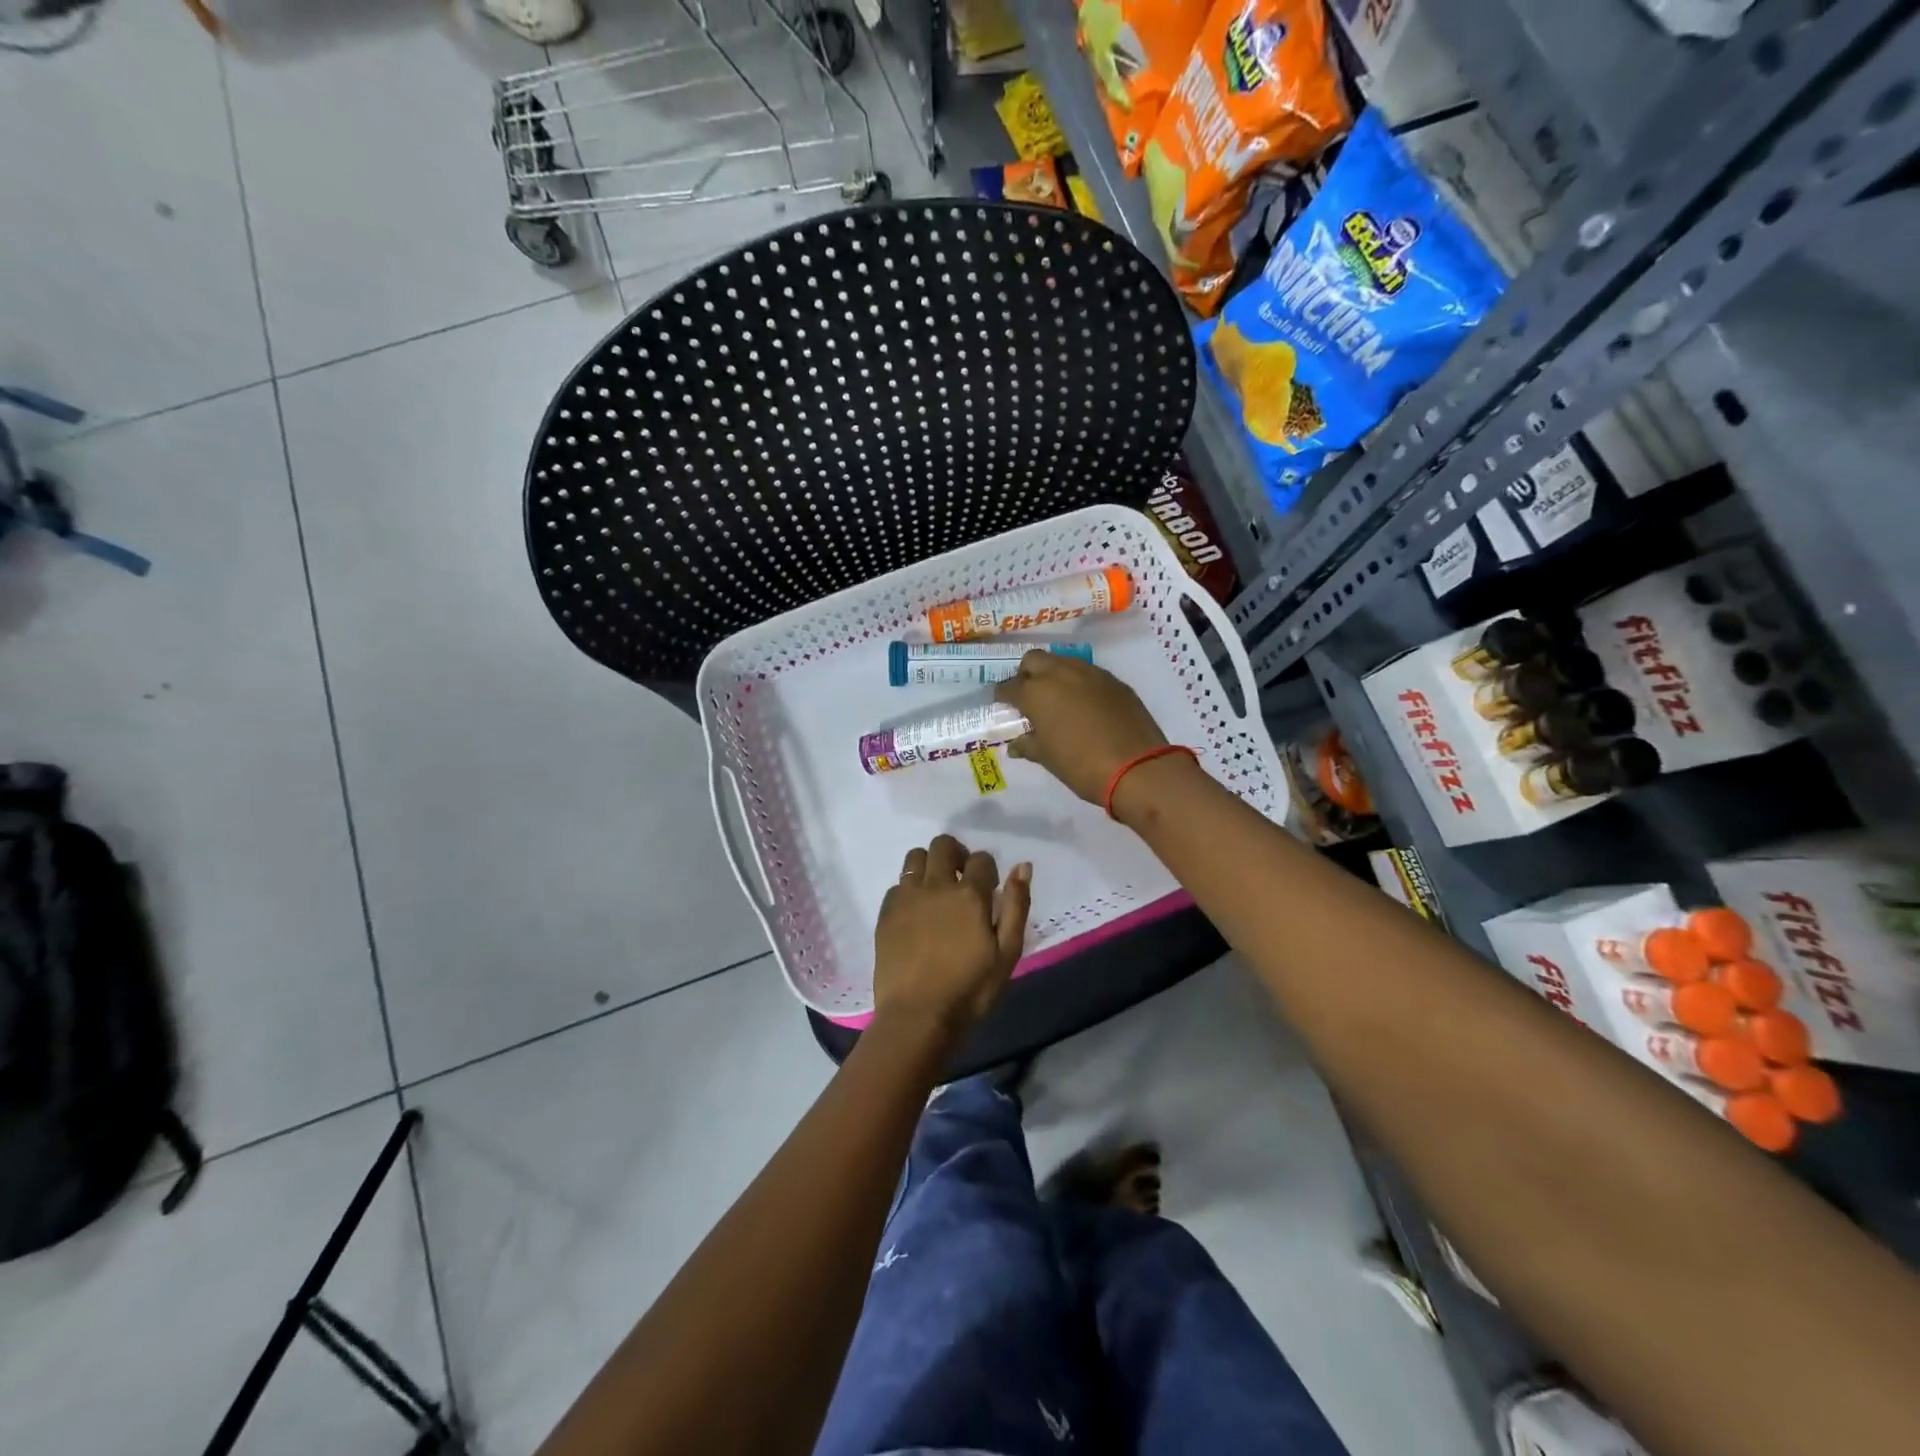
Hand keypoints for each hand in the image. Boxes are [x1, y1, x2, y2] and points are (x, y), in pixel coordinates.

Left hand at [873, 834, 1031, 1037]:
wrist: (917, 1016)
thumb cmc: (970, 989)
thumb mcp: (1007, 953)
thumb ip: (1016, 906)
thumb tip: (1022, 867)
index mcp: (970, 894)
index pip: (981, 859)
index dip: (987, 870)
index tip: (988, 889)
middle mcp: (936, 885)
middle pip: (943, 845)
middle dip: (956, 854)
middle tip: (961, 879)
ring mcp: (906, 897)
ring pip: (915, 857)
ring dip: (929, 865)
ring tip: (936, 890)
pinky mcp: (886, 912)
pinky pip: (897, 884)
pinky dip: (909, 889)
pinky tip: (915, 913)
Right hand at [994, 650, 1168, 803]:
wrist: (1136, 766)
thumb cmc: (1081, 765)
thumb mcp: (1047, 758)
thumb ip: (1028, 745)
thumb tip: (1015, 744)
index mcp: (1036, 692)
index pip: (1008, 687)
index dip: (1003, 696)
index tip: (1004, 706)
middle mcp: (1060, 673)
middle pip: (1034, 660)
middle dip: (1026, 674)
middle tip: (1029, 697)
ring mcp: (1090, 673)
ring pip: (1063, 662)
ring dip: (1054, 675)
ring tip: (1057, 700)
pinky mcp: (1114, 681)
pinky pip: (1088, 674)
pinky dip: (1080, 684)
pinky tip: (1085, 705)